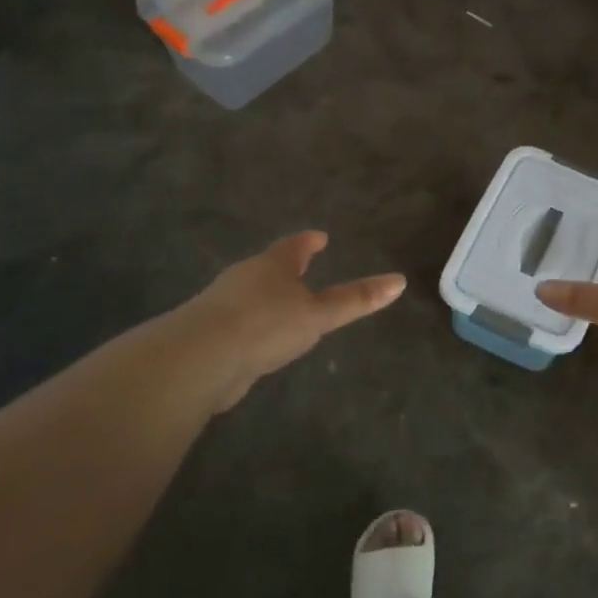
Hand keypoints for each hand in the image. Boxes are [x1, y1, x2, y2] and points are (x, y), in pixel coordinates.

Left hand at [167, 232, 405, 409]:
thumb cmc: (266, 325)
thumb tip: (399, 281)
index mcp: (272, 265)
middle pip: (269, 267)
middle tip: (302, 270)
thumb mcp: (318, 314)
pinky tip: (260, 342)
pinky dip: (254, 327)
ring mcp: (223, 306)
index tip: (319, 237)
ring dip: (268, 299)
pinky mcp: (209, 336)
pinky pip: (239, 324)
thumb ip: (355, 300)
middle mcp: (244, 279)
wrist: (198, 360)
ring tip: (285, 308)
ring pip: (251, 296)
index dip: (308, 242)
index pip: (294, 246)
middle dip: (285, 269)